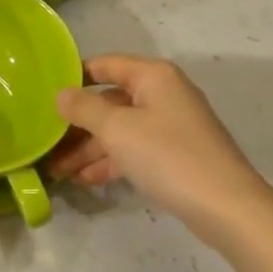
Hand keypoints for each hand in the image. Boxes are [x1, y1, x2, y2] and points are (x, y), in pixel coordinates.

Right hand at [49, 55, 272, 243]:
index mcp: (153, 76)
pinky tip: (87, 180)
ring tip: (59, 170)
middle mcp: (164, 93)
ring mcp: (173, 125)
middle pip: (111, 100)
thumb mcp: (117, 129)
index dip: (75, 76)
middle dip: (79, 123)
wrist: (227, 206)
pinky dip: (112, 161)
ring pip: (122, 129)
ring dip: (91, 148)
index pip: (105, 64)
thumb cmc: (168, 156)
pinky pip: (136, 149)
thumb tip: (61, 93)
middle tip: (47, 143)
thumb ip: (84, 108)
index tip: (46, 94)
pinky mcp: (177, 154)